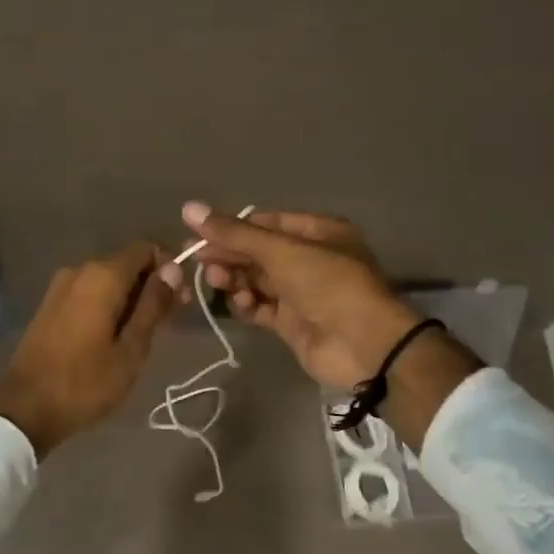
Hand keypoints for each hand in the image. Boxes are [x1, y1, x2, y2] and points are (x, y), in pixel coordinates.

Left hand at [0, 241, 177, 457]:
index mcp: (102, 275)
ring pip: (107, 279)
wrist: (25, 407)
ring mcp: (60, 286)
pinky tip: (116, 333)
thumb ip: (153, 305)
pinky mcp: (50, 304)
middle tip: (169, 320)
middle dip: (151, 284)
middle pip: (126, 263)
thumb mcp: (131, 349)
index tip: (180, 298)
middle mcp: (80, 269)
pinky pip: (89, 292)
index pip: (145, 249)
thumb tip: (173, 269)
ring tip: (145, 333)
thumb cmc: (85, 382)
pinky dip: (108, 304)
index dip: (168, 267)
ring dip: (130, 297)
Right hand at [169, 204, 419, 387]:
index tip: (199, 233)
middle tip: (196, 258)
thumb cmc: (328, 284)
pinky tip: (239, 303)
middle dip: (228, 254)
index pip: (265, 223)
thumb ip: (234, 233)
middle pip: (258, 251)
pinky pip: (261, 307)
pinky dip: (246, 304)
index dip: (233, 227)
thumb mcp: (281, 251)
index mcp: (318, 232)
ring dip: (234, 278)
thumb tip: (188, 207)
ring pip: (257, 279)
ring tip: (215, 280)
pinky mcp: (292, 322)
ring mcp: (301, 292)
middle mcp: (310, 259)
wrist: (364, 345)